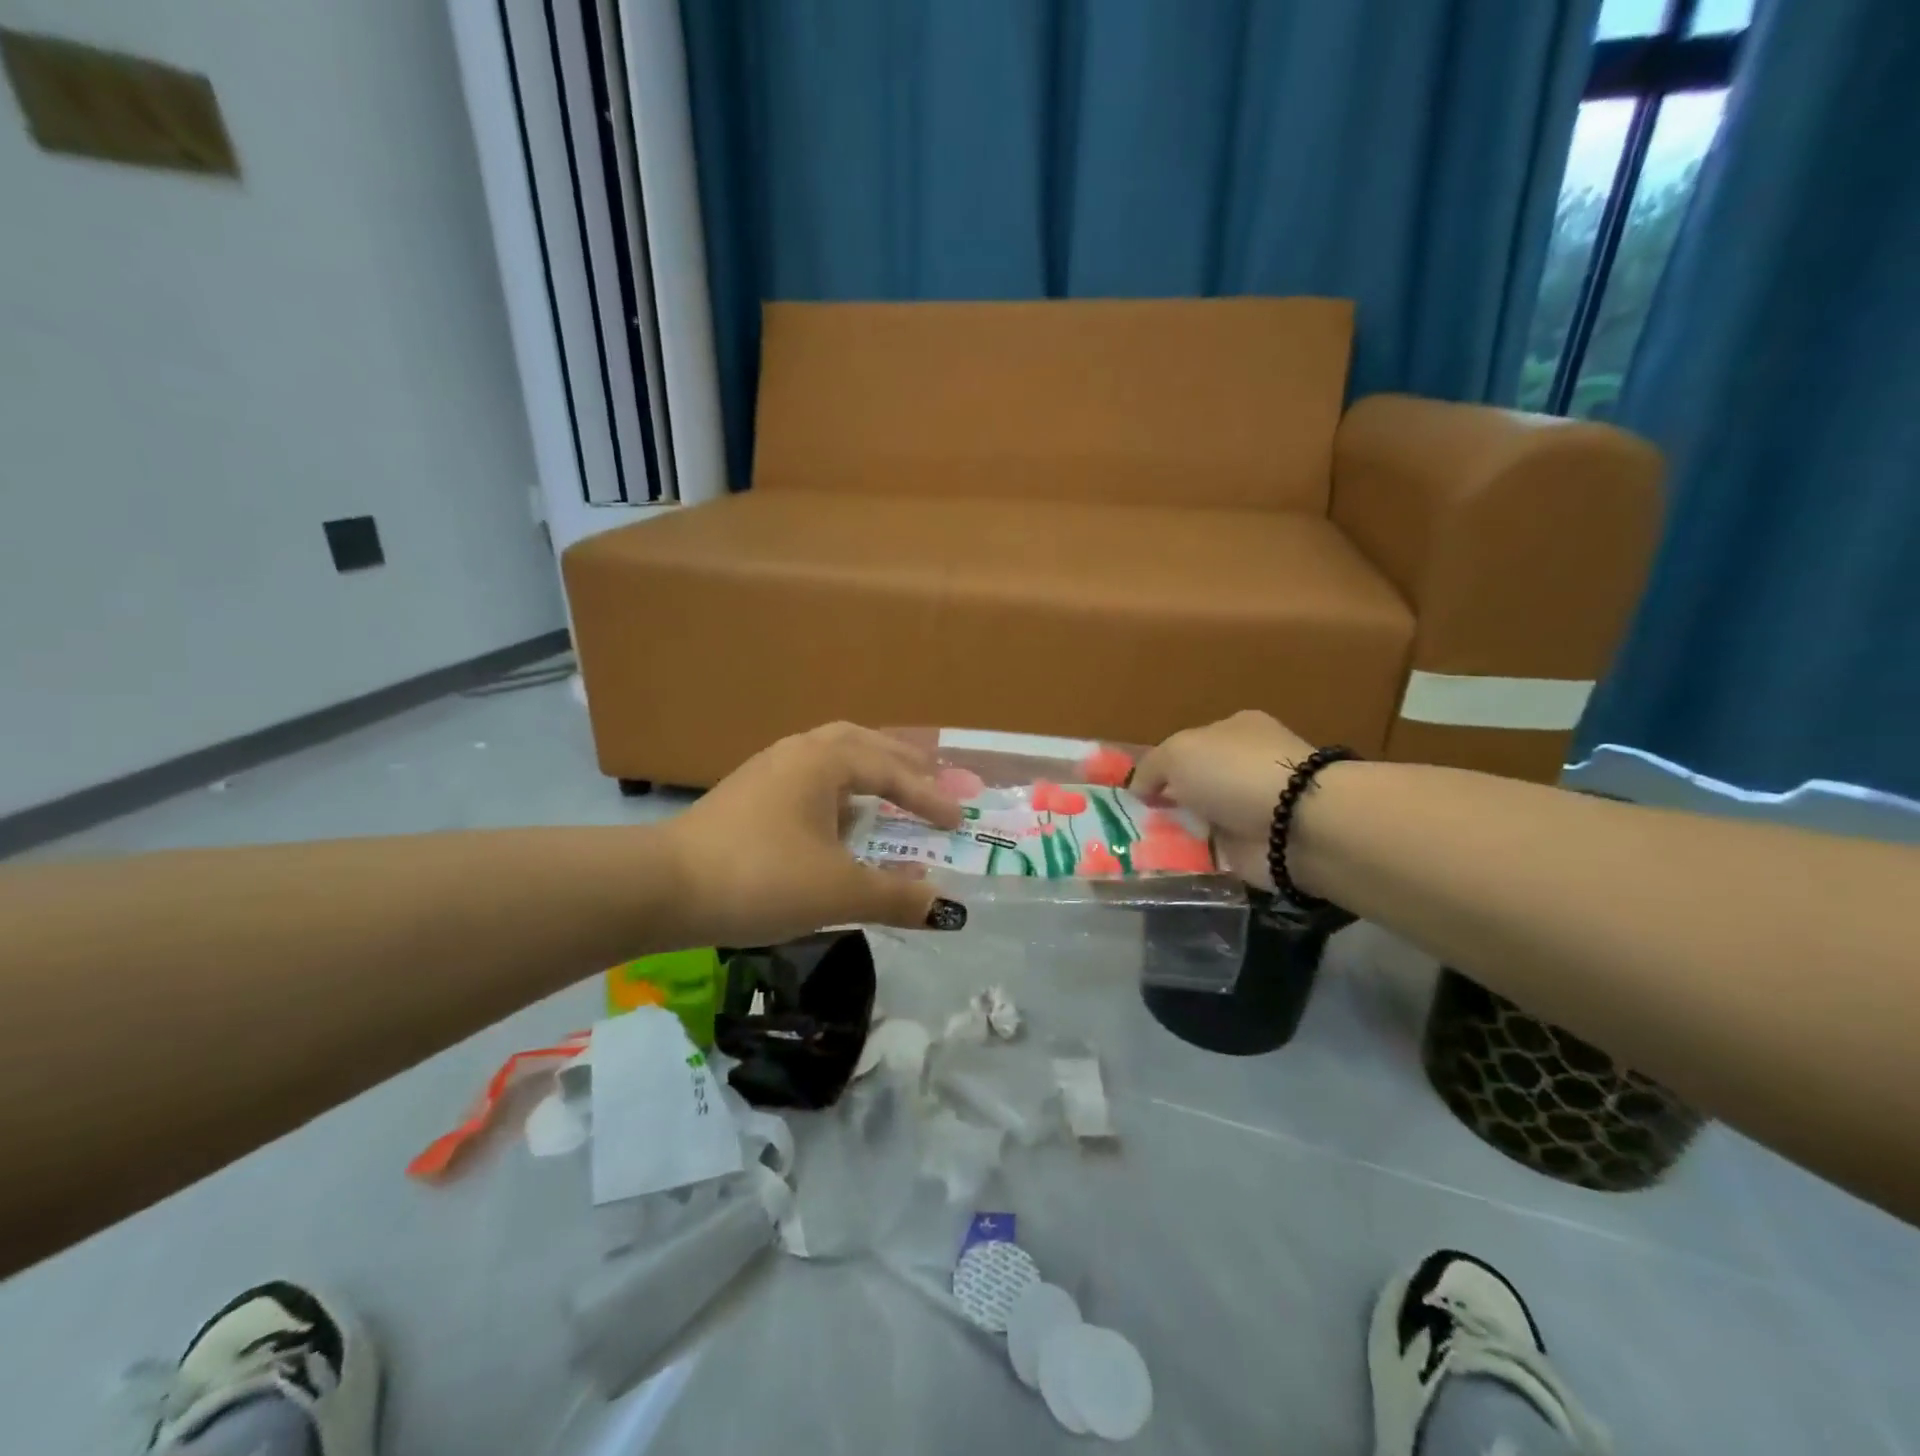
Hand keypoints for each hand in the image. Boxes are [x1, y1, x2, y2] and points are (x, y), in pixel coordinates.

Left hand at [663, 722, 966, 945]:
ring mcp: (767, 770)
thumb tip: (947, 909)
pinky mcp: (747, 794)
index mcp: (825, 760)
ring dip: (866, 769)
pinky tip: (837, 817)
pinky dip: (837, 788)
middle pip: (862, 743)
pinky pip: (808, 778)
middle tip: (932, 777)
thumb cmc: (760, 877)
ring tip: (889, 790)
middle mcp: (798, 752)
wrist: (662, 888)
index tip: (959, 821)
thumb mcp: (837, 892)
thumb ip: (896, 897)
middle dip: (901, 761)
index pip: (892, 772)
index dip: (930, 797)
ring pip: (830, 756)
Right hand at [1133, 711, 1313, 888]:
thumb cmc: (1235, 772)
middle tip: (1131, 821)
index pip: (1190, 745)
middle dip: (1167, 802)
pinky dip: (1191, 859)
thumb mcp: (1178, 752)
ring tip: (1138, 847)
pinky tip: (1164, 865)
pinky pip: (1212, 853)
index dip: (1161, 766)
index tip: (1135, 790)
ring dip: (1176, 833)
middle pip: (1194, 784)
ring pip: (1200, 819)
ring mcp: (1253, 808)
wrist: (1295, 824)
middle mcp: (1246, 766)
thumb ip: (1151, 767)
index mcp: (1234, 730)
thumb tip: (1139, 789)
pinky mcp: (1256, 847)